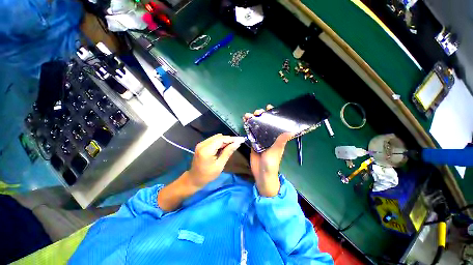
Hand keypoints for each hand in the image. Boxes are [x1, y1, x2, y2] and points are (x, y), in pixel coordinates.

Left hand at [185, 134, 244, 188]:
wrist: (194, 179)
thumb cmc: (208, 175)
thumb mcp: (220, 165)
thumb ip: (228, 152)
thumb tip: (237, 143)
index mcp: (206, 150)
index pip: (221, 139)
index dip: (232, 138)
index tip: (241, 139)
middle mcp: (202, 144)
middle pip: (219, 137)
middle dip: (229, 139)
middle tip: (238, 143)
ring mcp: (201, 144)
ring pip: (216, 137)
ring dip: (225, 140)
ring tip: (232, 145)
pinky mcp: (201, 145)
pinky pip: (213, 140)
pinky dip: (220, 142)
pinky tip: (224, 147)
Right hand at [244, 105, 293, 196]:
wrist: (261, 174)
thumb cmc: (271, 164)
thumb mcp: (276, 151)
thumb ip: (281, 141)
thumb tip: (291, 130)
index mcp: (276, 137)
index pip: (275, 123)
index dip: (273, 115)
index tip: (269, 107)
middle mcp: (268, 137)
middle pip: (264, 123)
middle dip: (261, 116)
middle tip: (256, 112)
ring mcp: (260, 139)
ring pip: (257, 127)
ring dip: (253, 120)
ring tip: (247, 115)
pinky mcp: (253, 143)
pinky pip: (250, 133)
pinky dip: (248, 127)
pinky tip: (244, 122)